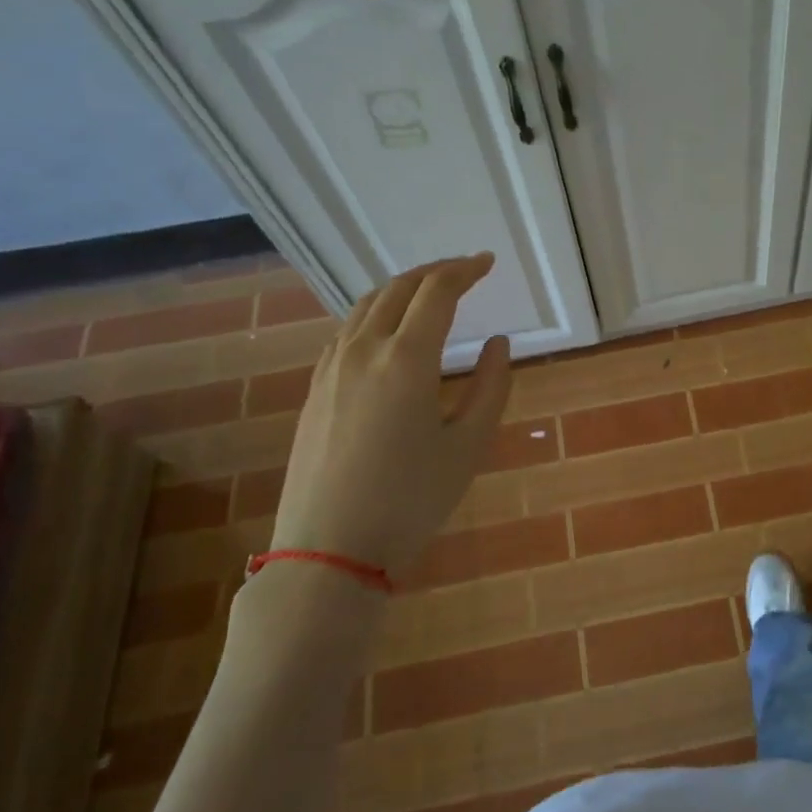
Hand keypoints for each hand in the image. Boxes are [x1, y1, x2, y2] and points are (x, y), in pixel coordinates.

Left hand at [271, 254, 510, 578]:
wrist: (329, 548)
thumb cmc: (411, 499)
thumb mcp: (468, 445)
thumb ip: (490, 387)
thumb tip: (497, 343)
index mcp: (406, 359)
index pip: (437, 292)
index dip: (465, 271)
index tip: (487, 263)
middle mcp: (363, 350)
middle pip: (398, 288)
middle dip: (435, 271)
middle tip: (465, 271)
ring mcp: (331, 367)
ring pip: (366, 306)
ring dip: (402, 289)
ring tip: (429, 294)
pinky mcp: (315, 387)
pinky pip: (347, 330)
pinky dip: (375, 314)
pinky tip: (388, 332)